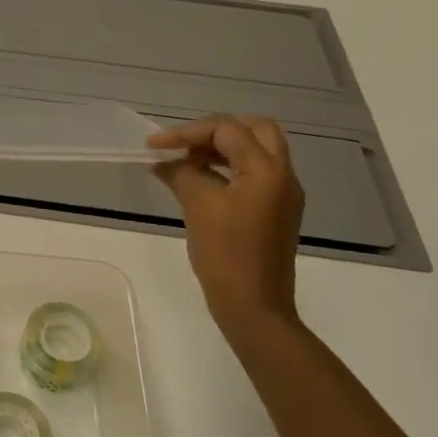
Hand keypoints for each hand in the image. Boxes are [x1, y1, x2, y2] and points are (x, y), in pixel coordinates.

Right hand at [150, 114, 304, 330]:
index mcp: (267, 169)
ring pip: (255, 151)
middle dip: (214, 132)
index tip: (154, 147)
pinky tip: (199, 182)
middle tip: (183, 145)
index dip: (187, 132)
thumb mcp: (199, 206)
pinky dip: (227, 168)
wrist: (254, 306)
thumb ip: (182, 174)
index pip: (227, 129)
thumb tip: (165, 163)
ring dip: (220, 149)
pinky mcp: (275, 211)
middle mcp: (283, 175)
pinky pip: (254, 173)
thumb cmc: (226, 254)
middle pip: (254, 130)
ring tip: (184, 162)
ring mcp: (282, 194)